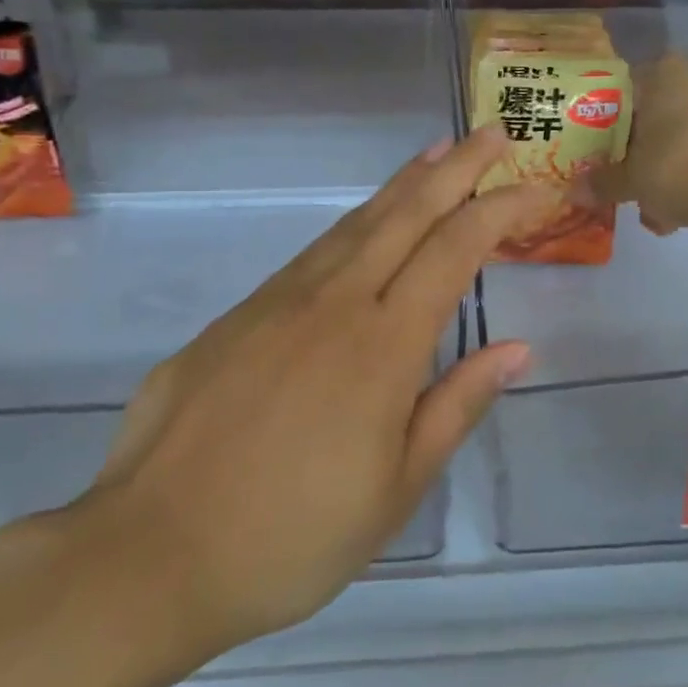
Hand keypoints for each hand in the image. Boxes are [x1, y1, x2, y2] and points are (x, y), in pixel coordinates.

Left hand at [60, 127, 546, 677]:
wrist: (150, 554)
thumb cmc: (292, 537)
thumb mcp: (396, 488)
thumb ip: (456, 406)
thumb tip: (515, 349)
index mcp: (383, 346)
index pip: (455, 251)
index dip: (501, 211)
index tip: (537, 189)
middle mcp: (334, 303)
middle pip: (406, 214)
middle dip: (456, 168)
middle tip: (490, 133)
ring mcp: (278, 303)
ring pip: (355, 223)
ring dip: (403, 184)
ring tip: (436, 154)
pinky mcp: (238, 316)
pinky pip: (312, 253)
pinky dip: (353, 224)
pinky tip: (364, 225)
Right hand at [595, 56, 687, 234]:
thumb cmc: (676, 168)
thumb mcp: (631, 180)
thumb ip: (602, 183)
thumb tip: (576, 192)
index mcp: (661, 72)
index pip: (626, 94)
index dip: (613, 130)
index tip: (610, 159)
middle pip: (660, 116)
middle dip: (647, 155)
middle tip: (636, 189)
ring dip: (675, 169)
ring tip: (664, 214)